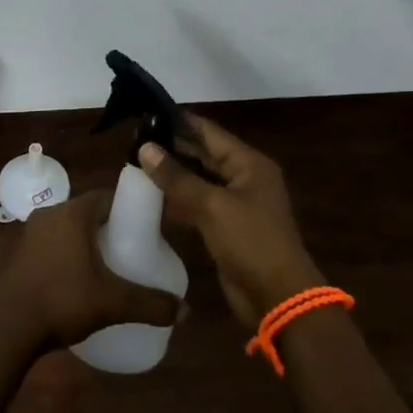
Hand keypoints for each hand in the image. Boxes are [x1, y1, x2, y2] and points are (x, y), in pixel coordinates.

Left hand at [0, 188, 182, 351]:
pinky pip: (53, 243)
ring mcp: (31, 232)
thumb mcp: (113, 303)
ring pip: (69, 228)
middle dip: (110, 228)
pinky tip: (79, 279)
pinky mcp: (20, 253)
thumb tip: (186, 311)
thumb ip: (151, 304)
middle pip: (88, 212)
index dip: (128, 209)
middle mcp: (50, 213)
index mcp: (73, 213)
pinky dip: (68, 253)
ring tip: (109, 267)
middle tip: (132, 251)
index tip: (146, 229)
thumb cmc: (63, 301)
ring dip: (87, 241)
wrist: (8, 328)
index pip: (108, 196)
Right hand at [139, 115, 322, 328]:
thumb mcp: (212, 206)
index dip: (178, 122)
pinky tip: (151, 195)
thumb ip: (177, 177)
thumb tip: (145, 148)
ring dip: (172, 173)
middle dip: (172, 147)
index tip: (146, 114)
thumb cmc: (251, 242)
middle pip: (203, 153)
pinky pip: (198, 203)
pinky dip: (177, 198)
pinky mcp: (225, 226)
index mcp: (249, 163)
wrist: (278, 298)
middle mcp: (243, 177)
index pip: (208, 131)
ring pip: (198, 179)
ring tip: (136, 162)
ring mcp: (235, 203)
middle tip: (134, 139)